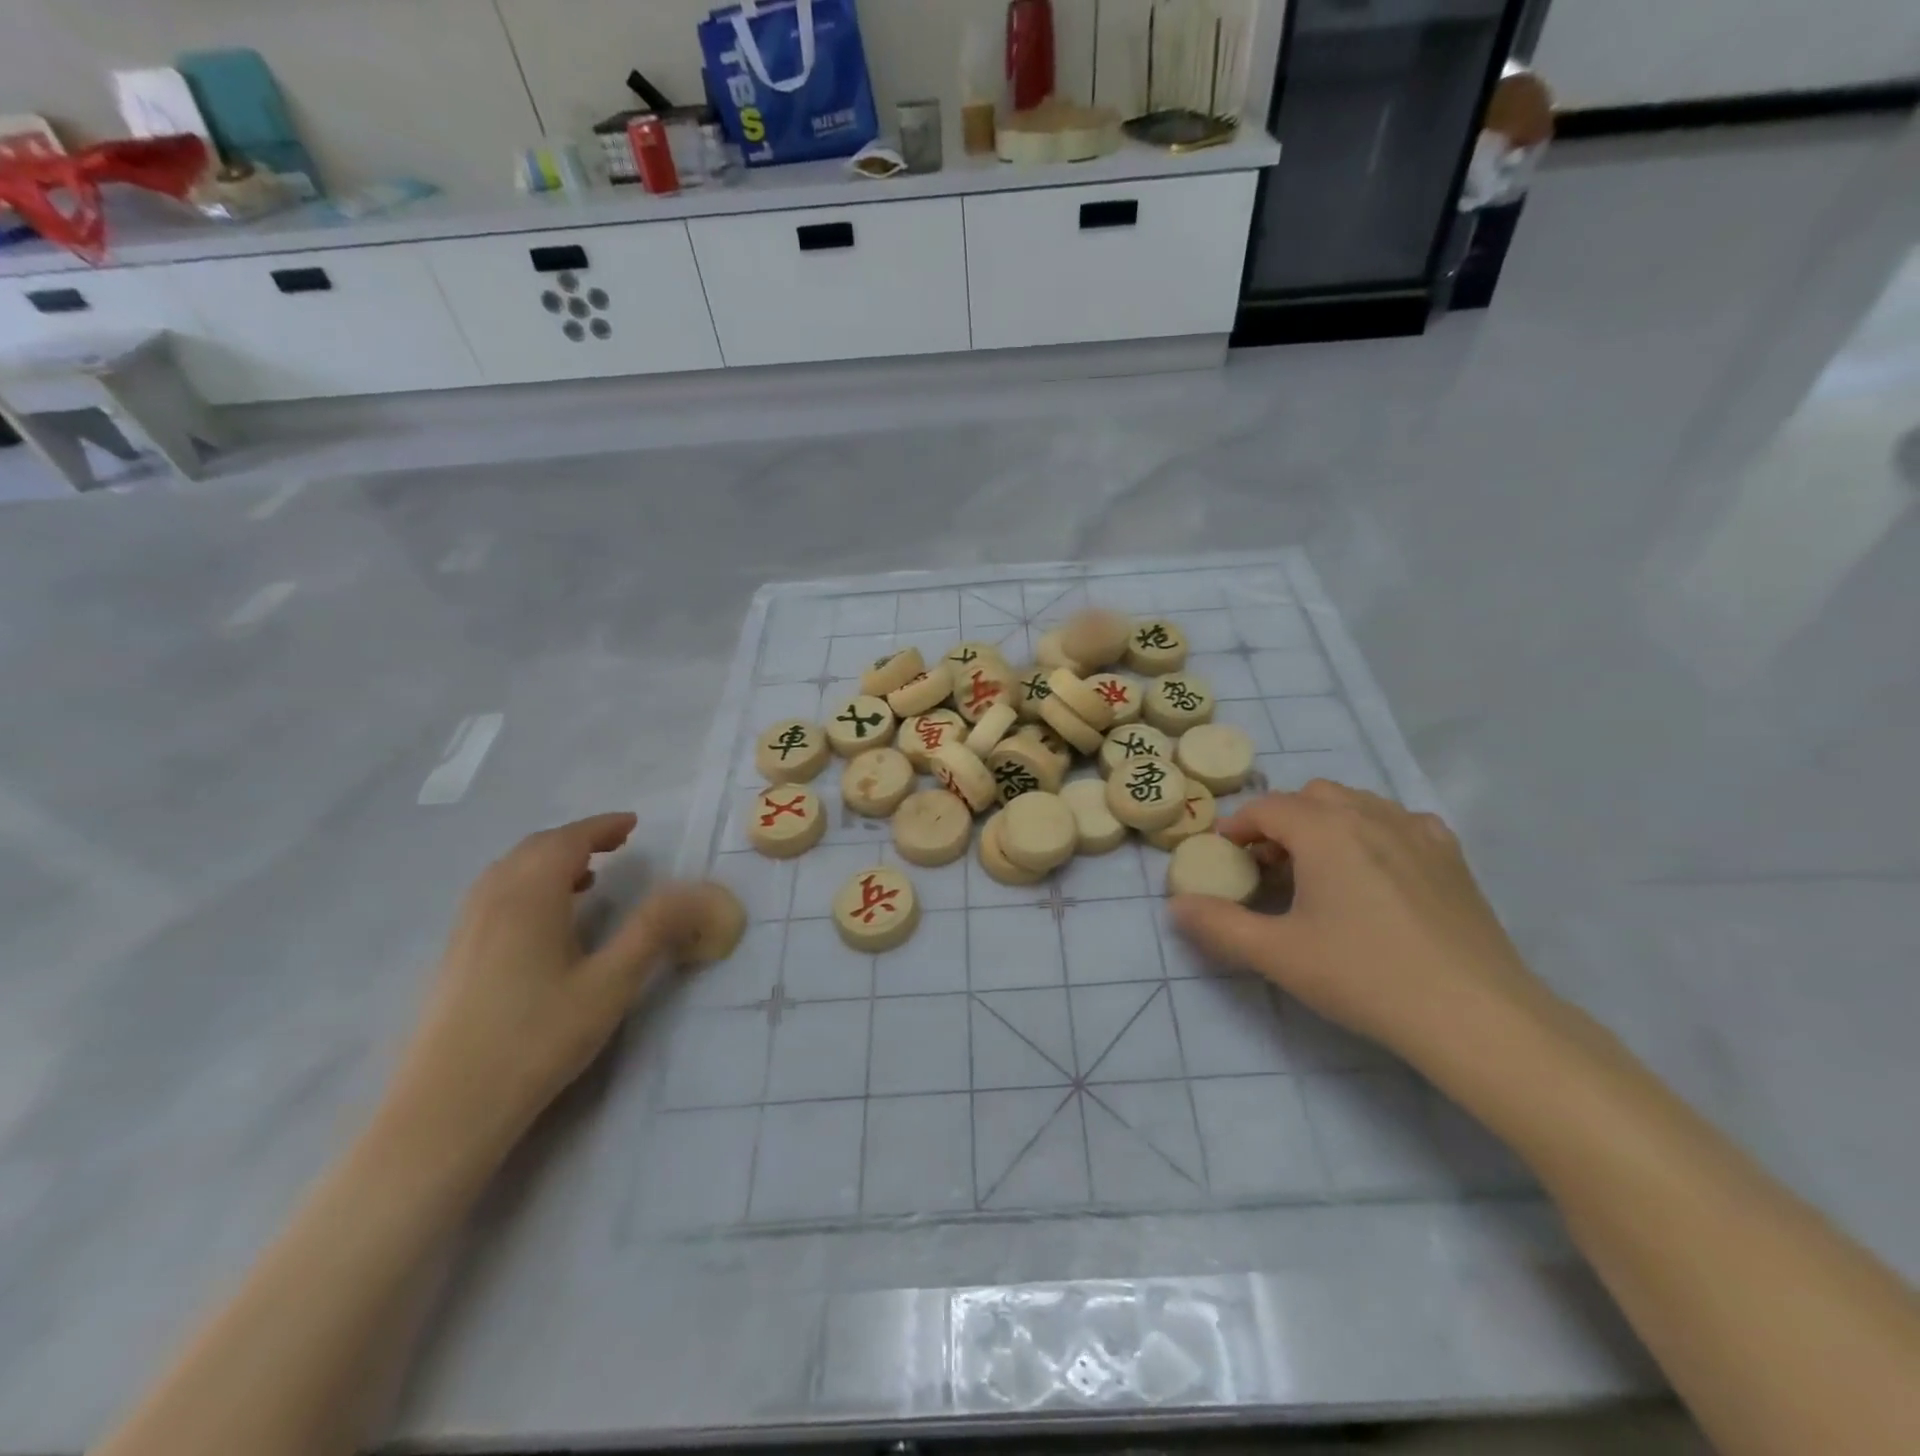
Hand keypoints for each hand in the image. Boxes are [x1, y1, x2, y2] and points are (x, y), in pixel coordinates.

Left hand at [388, 813, 705, 1159]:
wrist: (445, 1110)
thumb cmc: (536, 1040)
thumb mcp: (610, 984)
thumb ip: (653, 930)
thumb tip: (696, 890)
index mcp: (529, 898)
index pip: (567, 841)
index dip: (601, 827)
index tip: (633, 824)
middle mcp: (492, 901)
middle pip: (534, 849)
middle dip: (578, 838)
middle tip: (617, 844)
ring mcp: (466, 929)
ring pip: (509, 871)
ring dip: (550, 860)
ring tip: (587, 876)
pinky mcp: (454, 956)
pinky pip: (494, 895)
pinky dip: (527, 884)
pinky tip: (545, 920)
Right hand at [1170, 783, 1555, 1072]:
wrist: (1475, 1016)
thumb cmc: (1364, 976)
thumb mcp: (1277, 954)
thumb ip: (1218, 925)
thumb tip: (1176, 906)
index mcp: (1324, 830)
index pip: (1267, 808)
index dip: (1237, 828)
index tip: (1224, 857)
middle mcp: (1370, 815)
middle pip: (1310, 796)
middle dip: (1281, 821)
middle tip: (1268, 865)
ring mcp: (1417, 831)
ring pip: (1356, 802)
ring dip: (1325, 822)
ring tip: (1318, 868)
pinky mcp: (1450, 856)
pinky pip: (1399, 821)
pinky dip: (1373, 831)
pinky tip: (1375, 870)